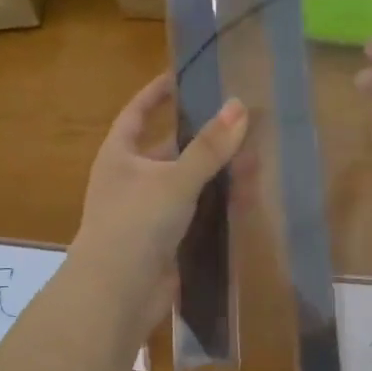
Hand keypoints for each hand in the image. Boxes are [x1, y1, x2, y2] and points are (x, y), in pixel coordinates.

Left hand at [71, 74, 248, 334]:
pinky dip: (216, 205)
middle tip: (241, 122)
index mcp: (120, 155)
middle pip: (169, 149)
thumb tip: (240, 105)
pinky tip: (246, 198)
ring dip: (216, 173)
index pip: (138, 112)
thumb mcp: (175, 179)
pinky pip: (195, 214)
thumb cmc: (136, 224)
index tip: (182, 76)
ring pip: (187, 183)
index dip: (157, 93)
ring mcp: (147, 213)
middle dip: (203, 138)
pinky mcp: (165, 241)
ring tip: (254, 157)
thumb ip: (209, 147)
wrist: (117, 295)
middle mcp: (131, 180)